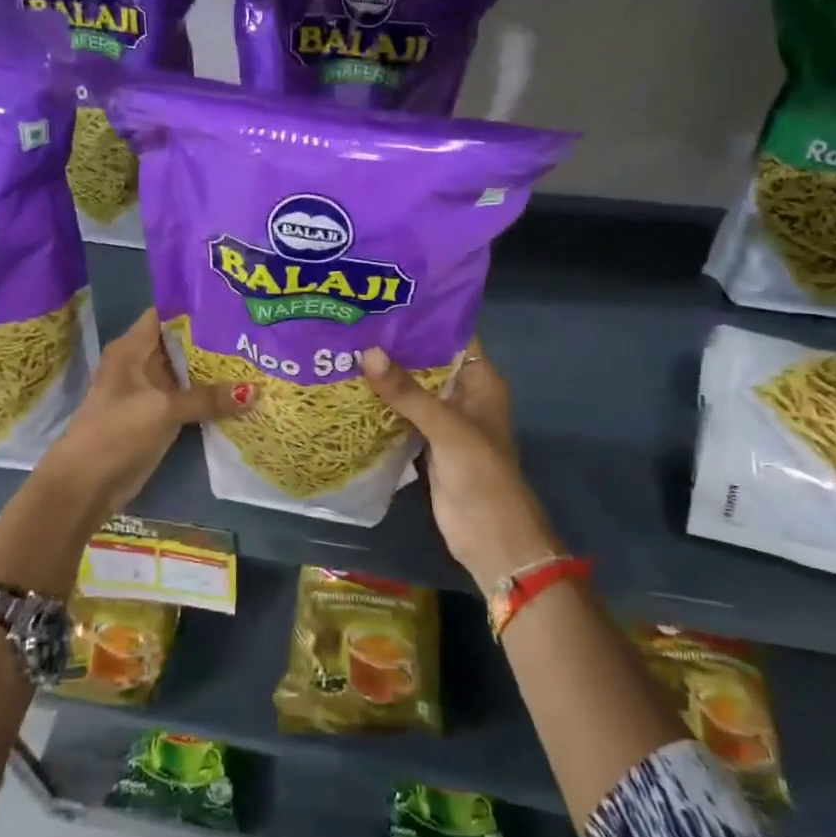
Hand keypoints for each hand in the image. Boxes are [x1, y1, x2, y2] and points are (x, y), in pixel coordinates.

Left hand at [41, 308, 253, 515]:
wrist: (87, 484)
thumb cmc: (117, 432)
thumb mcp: (163, 409)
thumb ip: (208, 398)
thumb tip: (257, 391)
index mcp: (132, 349)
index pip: (166, 314)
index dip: (197, 307)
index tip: (233, 304)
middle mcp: (142, 364)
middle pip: (182, 343)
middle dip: (215, 339)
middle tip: (256, 331)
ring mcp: (151, 392)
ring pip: (189, 373)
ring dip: (217, 370)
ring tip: (258, 357)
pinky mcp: (159, 417)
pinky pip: (190, 399)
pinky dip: (212, 396)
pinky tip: (243, 392)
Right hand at [362, 342, 559, 589]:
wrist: (490, 536)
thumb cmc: (480, 473)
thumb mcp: (446, 426)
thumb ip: (407, 392)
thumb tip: (367, 352)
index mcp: (480, 380)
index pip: (452, 336)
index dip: (423, 318)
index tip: (384, 300)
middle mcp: (463, 394)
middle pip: (427, 361)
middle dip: (395, 346)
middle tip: (353, 322)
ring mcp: (444, 420)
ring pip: (412, 389)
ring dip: (385, 375)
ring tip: (345, 348)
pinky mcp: (427, 444)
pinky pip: (402, 416)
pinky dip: (382, 405)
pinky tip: (351, 390)